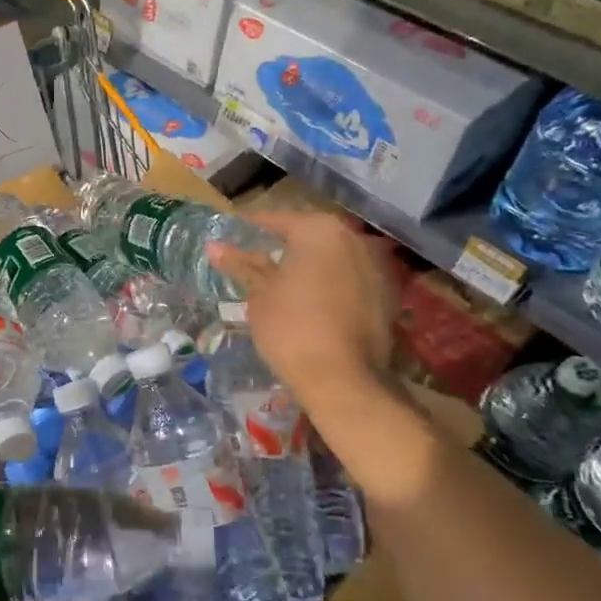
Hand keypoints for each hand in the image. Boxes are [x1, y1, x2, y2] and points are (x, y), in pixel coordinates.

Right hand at [209, 209, 397, 402]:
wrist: (342, 380)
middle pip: (308, 236)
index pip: (277, 220)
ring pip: (331, 257)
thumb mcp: (259, 294)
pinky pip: (349, 279)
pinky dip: (330, 285)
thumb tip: (214, 246)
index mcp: (318, 229)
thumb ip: (242, 265)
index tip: (233, 237)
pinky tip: (310, 304)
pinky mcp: (386, 295)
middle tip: (254, 261)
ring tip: (281, 284)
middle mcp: (352, 238)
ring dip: (308, 266)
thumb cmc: (291, 327)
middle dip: (283, 246)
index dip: (251, 229)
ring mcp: (375, 266)